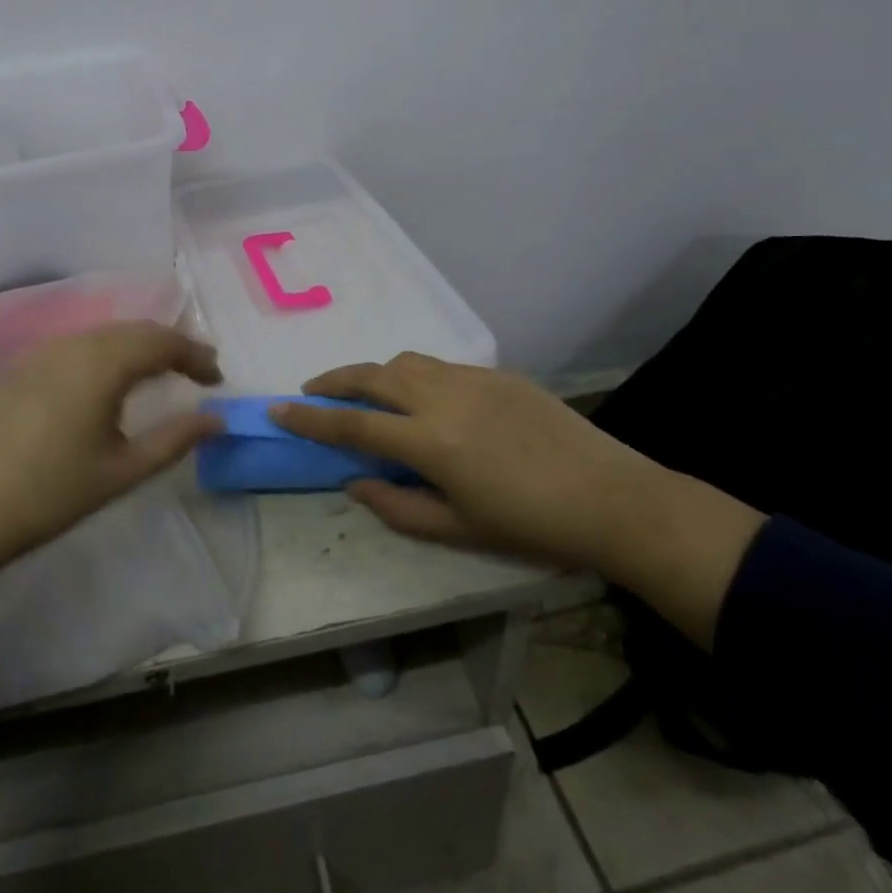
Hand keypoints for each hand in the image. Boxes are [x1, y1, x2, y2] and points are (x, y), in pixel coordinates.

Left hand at [0, 322, 222, 641]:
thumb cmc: (47, 493)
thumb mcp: (120, 472)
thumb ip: (174, 440)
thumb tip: (216, 419)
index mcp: (103, 363)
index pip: (163, 341)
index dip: (195, 355)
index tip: (217, 379)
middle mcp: (74, 344)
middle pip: (134, 330)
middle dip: (170, 345)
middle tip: (195, 371)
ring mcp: (41, 353)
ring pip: (103, 335)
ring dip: (137, 347)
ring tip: (157, 374)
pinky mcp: (19, 368)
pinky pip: (77, 346)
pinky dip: (106, 354)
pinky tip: (105, 383)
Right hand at [274, 352, 765, 648]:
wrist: (613, 498)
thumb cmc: (532, 527)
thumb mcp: (459, 530)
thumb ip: (397, 507)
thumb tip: (354, 482)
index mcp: (430, 442)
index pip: (352, 423)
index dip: (309, 418)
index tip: (277, 409)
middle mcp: (443, 398)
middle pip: (372, 375)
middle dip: (334, 380)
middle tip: (312, 391)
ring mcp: (472, 379)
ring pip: (405, 362)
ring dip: (375, 373)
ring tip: (366, 394)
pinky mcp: (498, 374)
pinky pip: (441, 366)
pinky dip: (415, 376)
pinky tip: (424, 399)